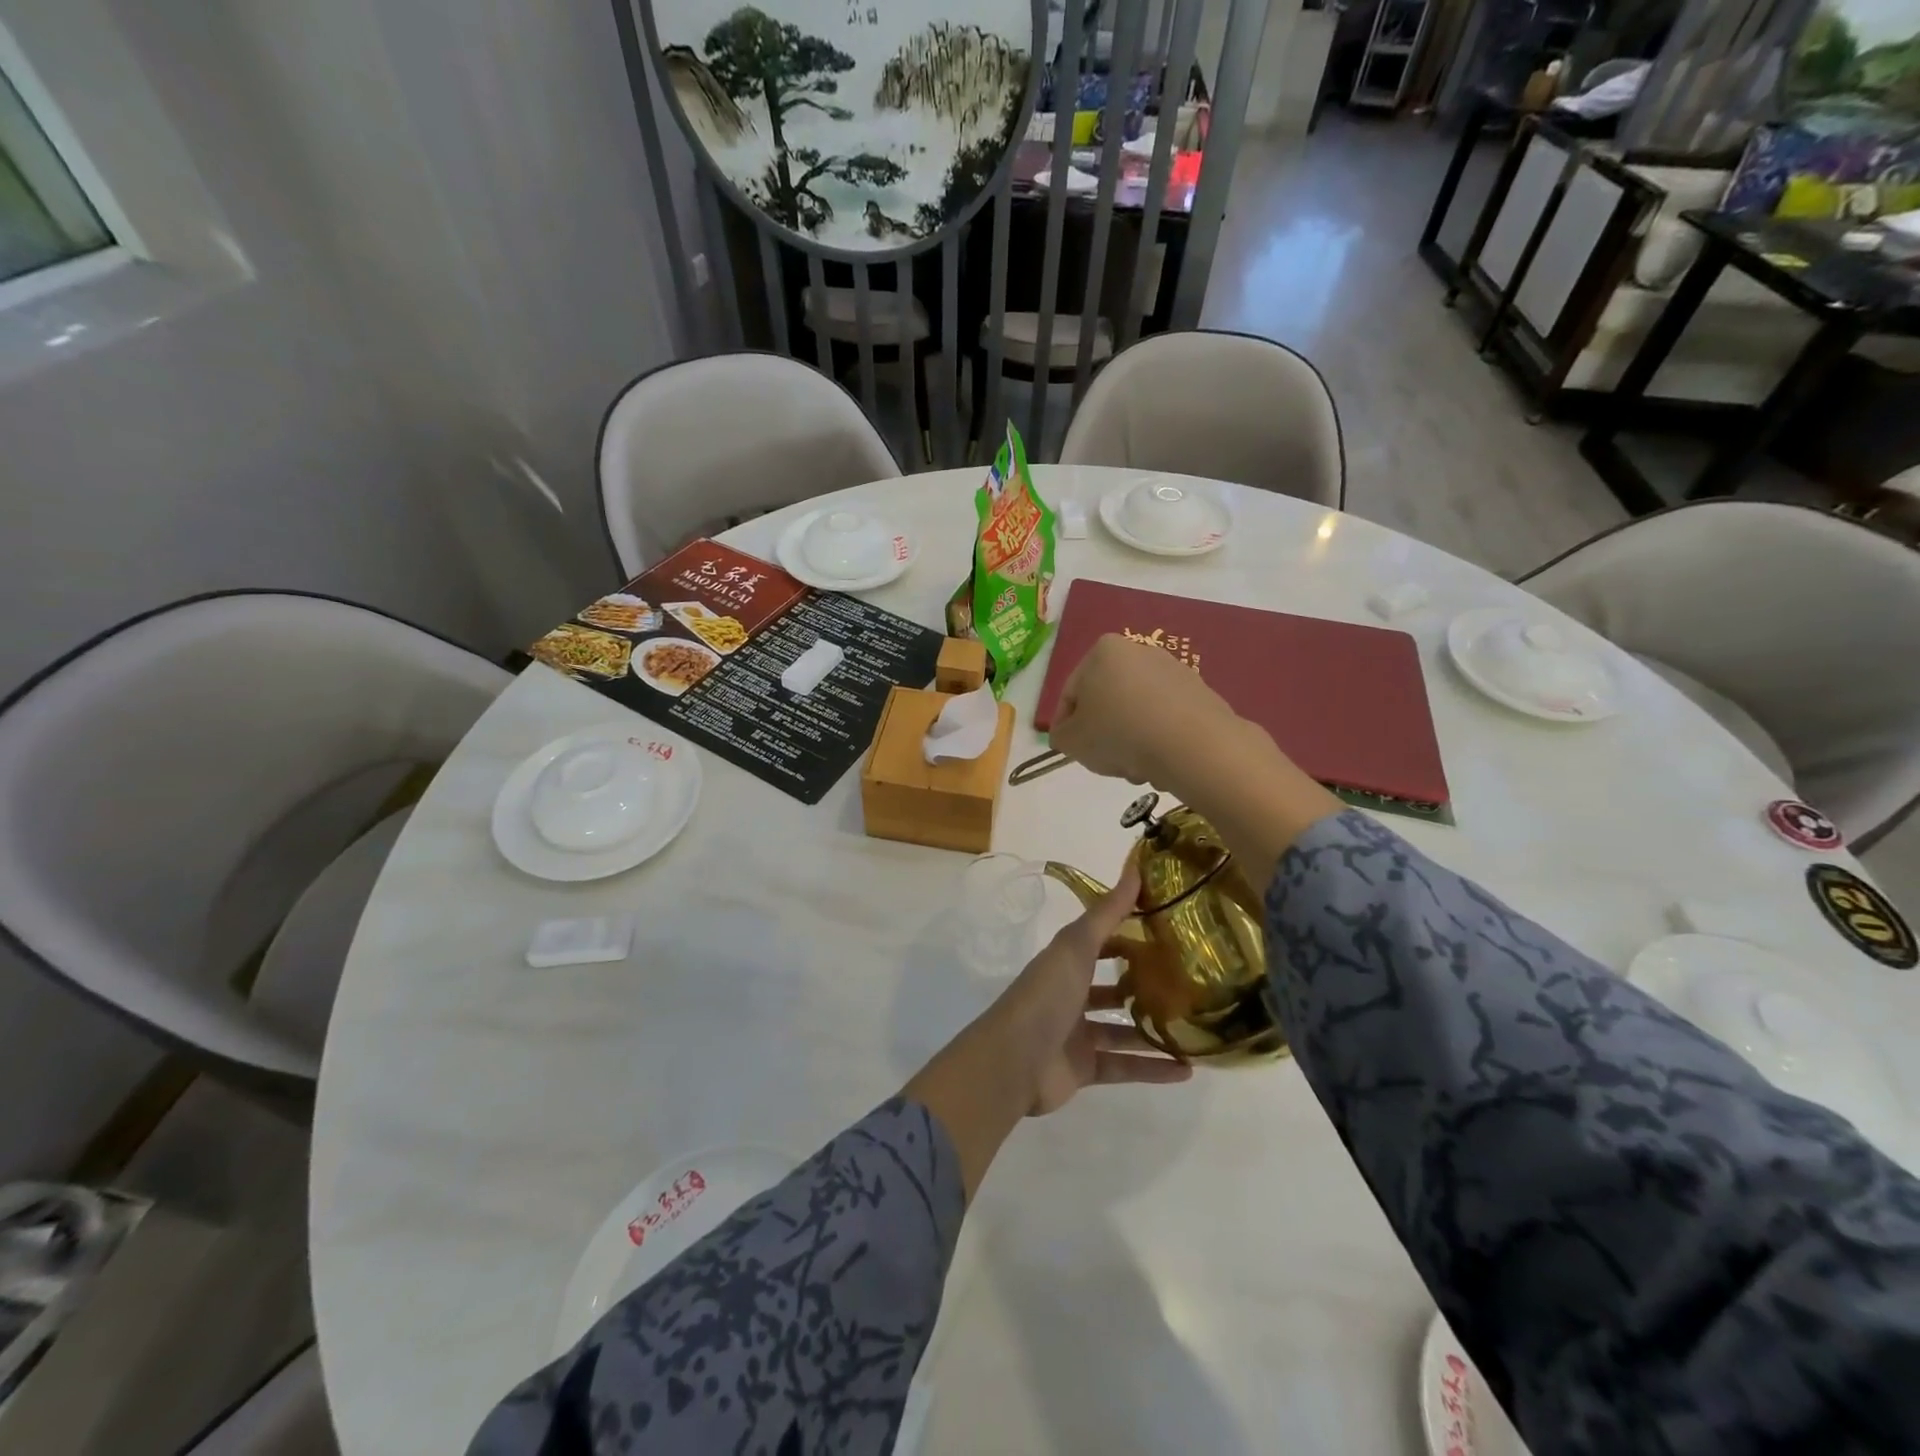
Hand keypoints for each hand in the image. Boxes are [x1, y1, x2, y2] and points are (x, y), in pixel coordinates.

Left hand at [903, 859, 1192, 1195]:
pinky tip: (1187, 1069)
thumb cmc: (1046, 995)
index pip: (1098, 943)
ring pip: (1122, 1029)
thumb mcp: (1076, 947)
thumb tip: (1135, 868)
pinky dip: (1153, 1068)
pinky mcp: (1084, 1069)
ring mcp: (1076, 1034)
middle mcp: (1069, 995)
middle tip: (1187, 982)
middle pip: (1110, 987)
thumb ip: (1107, 913)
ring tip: (1196, 1026)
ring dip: (1154, 1029)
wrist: (1014, 1061)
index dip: (1127, 935)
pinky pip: (1125, 1066)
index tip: (1167, 930)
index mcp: (1064, 963)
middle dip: (1143, 985)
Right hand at [1049, 634, 1239, 785]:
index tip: (1067, 750)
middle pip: (1108, 699)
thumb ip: (1061, 735)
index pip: (1072, 692)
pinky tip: (1160, 763)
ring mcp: (1174, 670)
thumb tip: (1067, 734)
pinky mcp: (1200, 693)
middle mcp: (1140, 651)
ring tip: (1134, 767)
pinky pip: (1166, 718)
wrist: (1192, 745)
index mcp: (1103, 651)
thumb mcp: (1072, 740)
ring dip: (1130, 738)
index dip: (1065, 725)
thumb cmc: (1119, 734)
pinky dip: (1158, 738)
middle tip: (1103, 761)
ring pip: (1137, 711)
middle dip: (1103, 732)